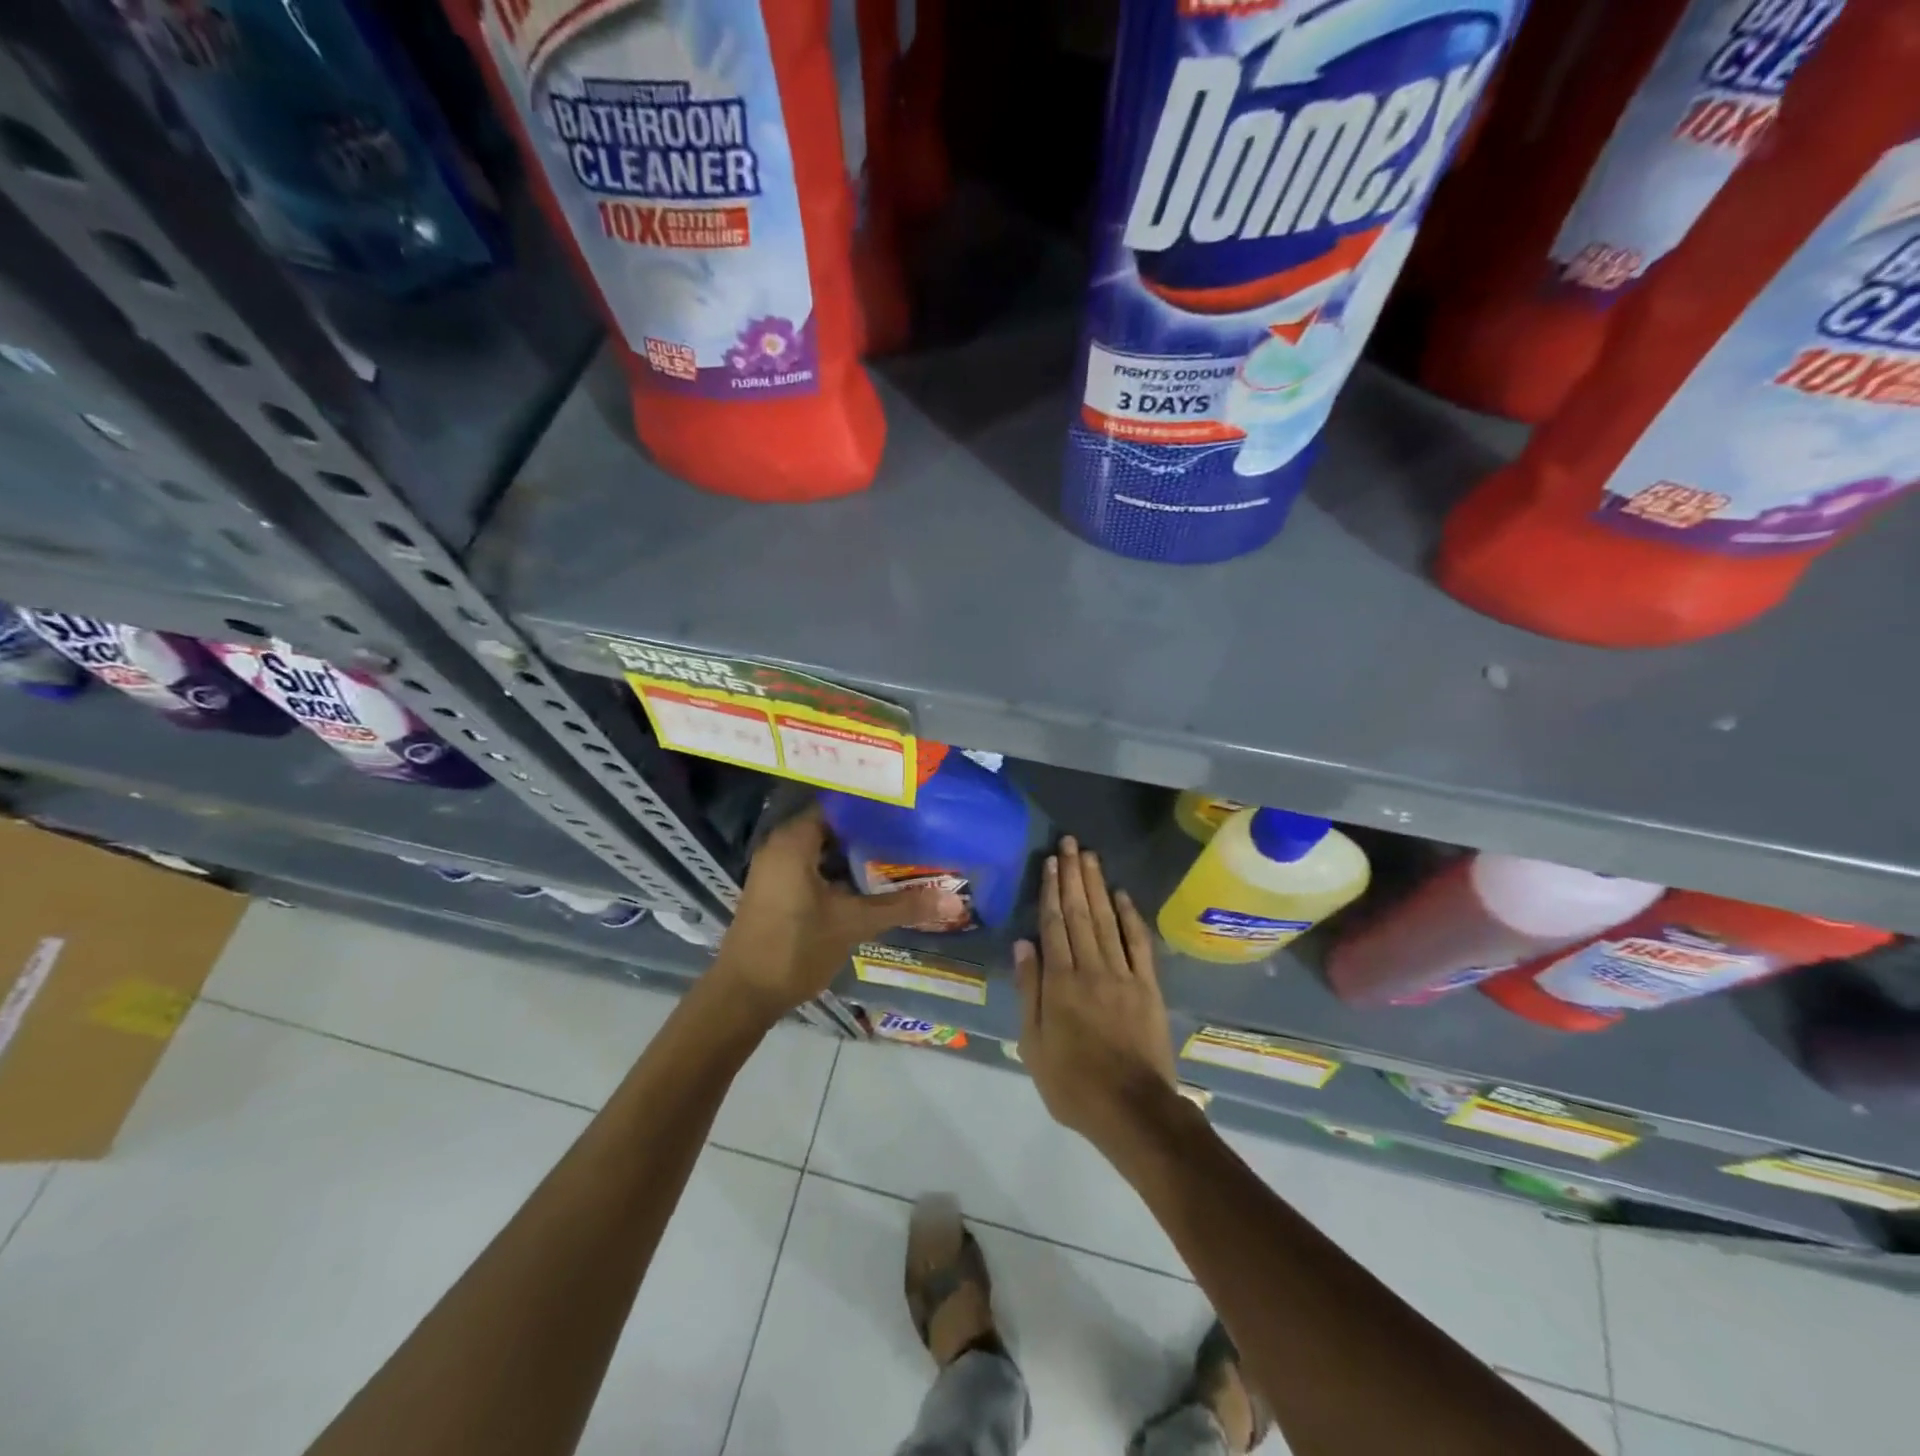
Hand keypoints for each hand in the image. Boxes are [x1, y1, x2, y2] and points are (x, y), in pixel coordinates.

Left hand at [709, 805, 958, 1020]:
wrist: (743, 996)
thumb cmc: (795, 949)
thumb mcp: (852, 924)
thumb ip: (901, 906)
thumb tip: (953, 899)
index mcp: (794, 841)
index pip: (839, 804)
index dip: (873, 804)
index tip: (907, 805)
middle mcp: (781, 846)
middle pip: (834, 825)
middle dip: (871, 829)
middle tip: (912, 828)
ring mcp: (777, 868)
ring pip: (825, 848)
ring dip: (857, 852)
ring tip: (900, 850)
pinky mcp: (778, 889)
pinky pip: (815, 865)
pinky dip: (840, 869)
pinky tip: (871, 879)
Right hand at [1015, 836, 1177, 1147]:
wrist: (1133, 1109)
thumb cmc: (1073, 1083)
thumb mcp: (1034, 1045)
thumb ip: (1030, 991)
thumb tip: (1023, 944)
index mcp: (1060, 982)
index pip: (1054, 925)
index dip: (1051, 890)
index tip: (1050, 862)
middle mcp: (1091, 968)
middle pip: (1080, 913)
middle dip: (1074, 875)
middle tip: (1070, 843)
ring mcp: (1123, 975)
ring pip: (1106, 920)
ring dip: (1097, 885)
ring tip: (1089, 856)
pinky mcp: (1148, 986)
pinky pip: (1138, 943)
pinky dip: (1130, 916)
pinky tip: (1122, 894)